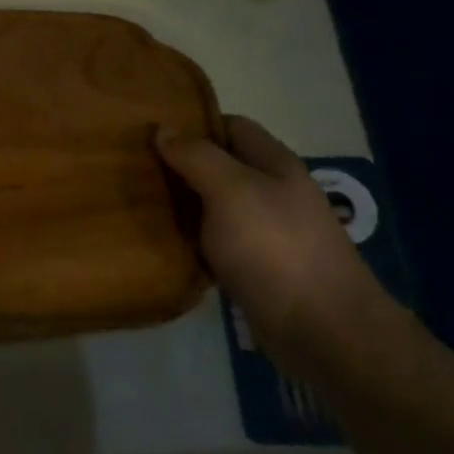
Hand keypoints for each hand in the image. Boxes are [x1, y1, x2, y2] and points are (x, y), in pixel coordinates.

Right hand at [156, 115, 400, 373]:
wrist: (321, 329)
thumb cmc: (276, 248)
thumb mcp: (231, 191)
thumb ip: (197, 157)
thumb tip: (163, 129)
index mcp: (275, 165)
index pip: (232, 126)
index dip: (194, 124)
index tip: (151, 129)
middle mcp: (272, 193)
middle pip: (220, 166)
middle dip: (180, 164)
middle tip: (132, 166)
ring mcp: (265, 232)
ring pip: (213, 206)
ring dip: (181, 204)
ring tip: (136, 201)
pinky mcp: (254, 268)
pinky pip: (214, 242)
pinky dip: (189, 240)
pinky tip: (160, 242)